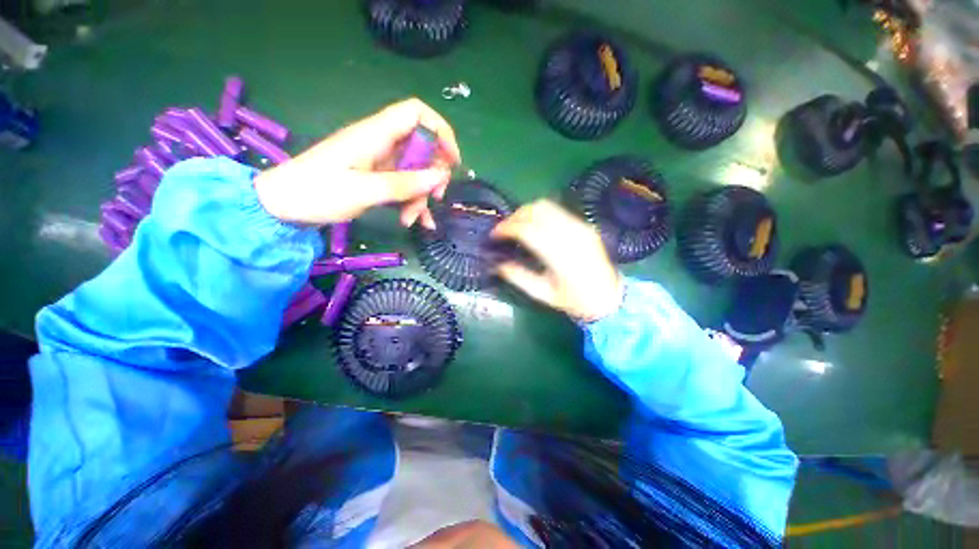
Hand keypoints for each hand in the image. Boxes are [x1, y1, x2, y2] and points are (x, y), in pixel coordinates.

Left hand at [254, 98, 460, 227]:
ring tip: (413, 220)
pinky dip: (412, 202)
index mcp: (375, 135)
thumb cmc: (316, 193)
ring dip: (420, 196)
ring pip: (414, 172)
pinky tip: (416, 222)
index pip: (416, 113)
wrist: (282, 206)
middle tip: (436, 197)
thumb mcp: (362, 191)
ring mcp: (378, 162)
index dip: (440, 130)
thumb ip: (403, 184)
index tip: (452, 160)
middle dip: (433, 174)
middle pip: (421, 148)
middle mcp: (380, 144)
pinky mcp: (375, 178)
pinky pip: (403, 186)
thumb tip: (440, 176)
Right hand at [492, 200, 622, 321]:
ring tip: (516, 226)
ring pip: (546, 205)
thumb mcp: (544, 294)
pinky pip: (557, 210)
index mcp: (560, 256)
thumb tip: (498, 265)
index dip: (506, 228)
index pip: (527, 230)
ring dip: (526, 212)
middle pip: (535, 211)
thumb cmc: (575, 300)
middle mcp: (571, 235)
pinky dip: (539, 213)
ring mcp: (580, 226)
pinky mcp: (584, 224)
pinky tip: (534, 225)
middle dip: (514, 217)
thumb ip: (520, 278)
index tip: (494, 235)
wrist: (610, 297)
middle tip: (503, 230)